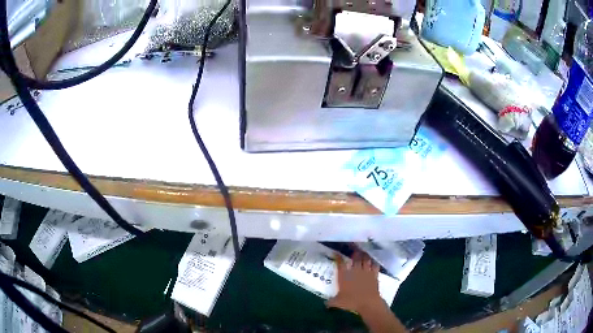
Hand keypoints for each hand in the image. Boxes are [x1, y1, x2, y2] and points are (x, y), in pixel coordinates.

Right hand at [326, 251, 383, 313]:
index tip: (336, 253)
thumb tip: (325, 304)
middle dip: (355, 252)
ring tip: (363, 252)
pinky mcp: (374, 275)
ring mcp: (366, 272)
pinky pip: (375, 266)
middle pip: (355, 258)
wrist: (368, 302)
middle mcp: (355, 271)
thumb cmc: (351, 301)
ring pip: (366, 260)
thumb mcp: (338, 302)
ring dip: (364, 256)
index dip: (338, 257)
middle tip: (354, 249)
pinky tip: (373, 262)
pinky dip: (374, 263)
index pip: (340, 264)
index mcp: (344, 276)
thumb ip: (331, 302)